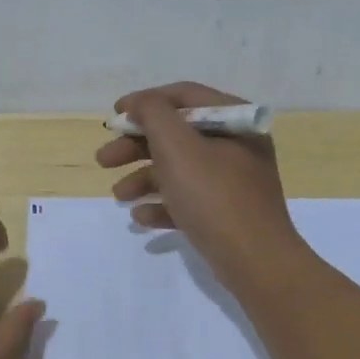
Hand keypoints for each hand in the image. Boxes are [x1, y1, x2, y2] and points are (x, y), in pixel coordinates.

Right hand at [95, 81, 303, 289]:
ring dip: (144, 177)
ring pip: (180, 169)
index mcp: (233, 120)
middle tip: (104, 160)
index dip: (145, 102)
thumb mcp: (178, 147)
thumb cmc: (214, 196)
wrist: (256, 262)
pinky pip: (189, 200)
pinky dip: (163, 204)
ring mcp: (233, 181)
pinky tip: (141, 217)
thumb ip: (154, 115)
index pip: (183, 96)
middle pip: (177, 134)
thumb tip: (141, 103)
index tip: (114, 116)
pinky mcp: (227, 212)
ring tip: (118, 196)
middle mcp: (236, 145)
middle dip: (136, 146)